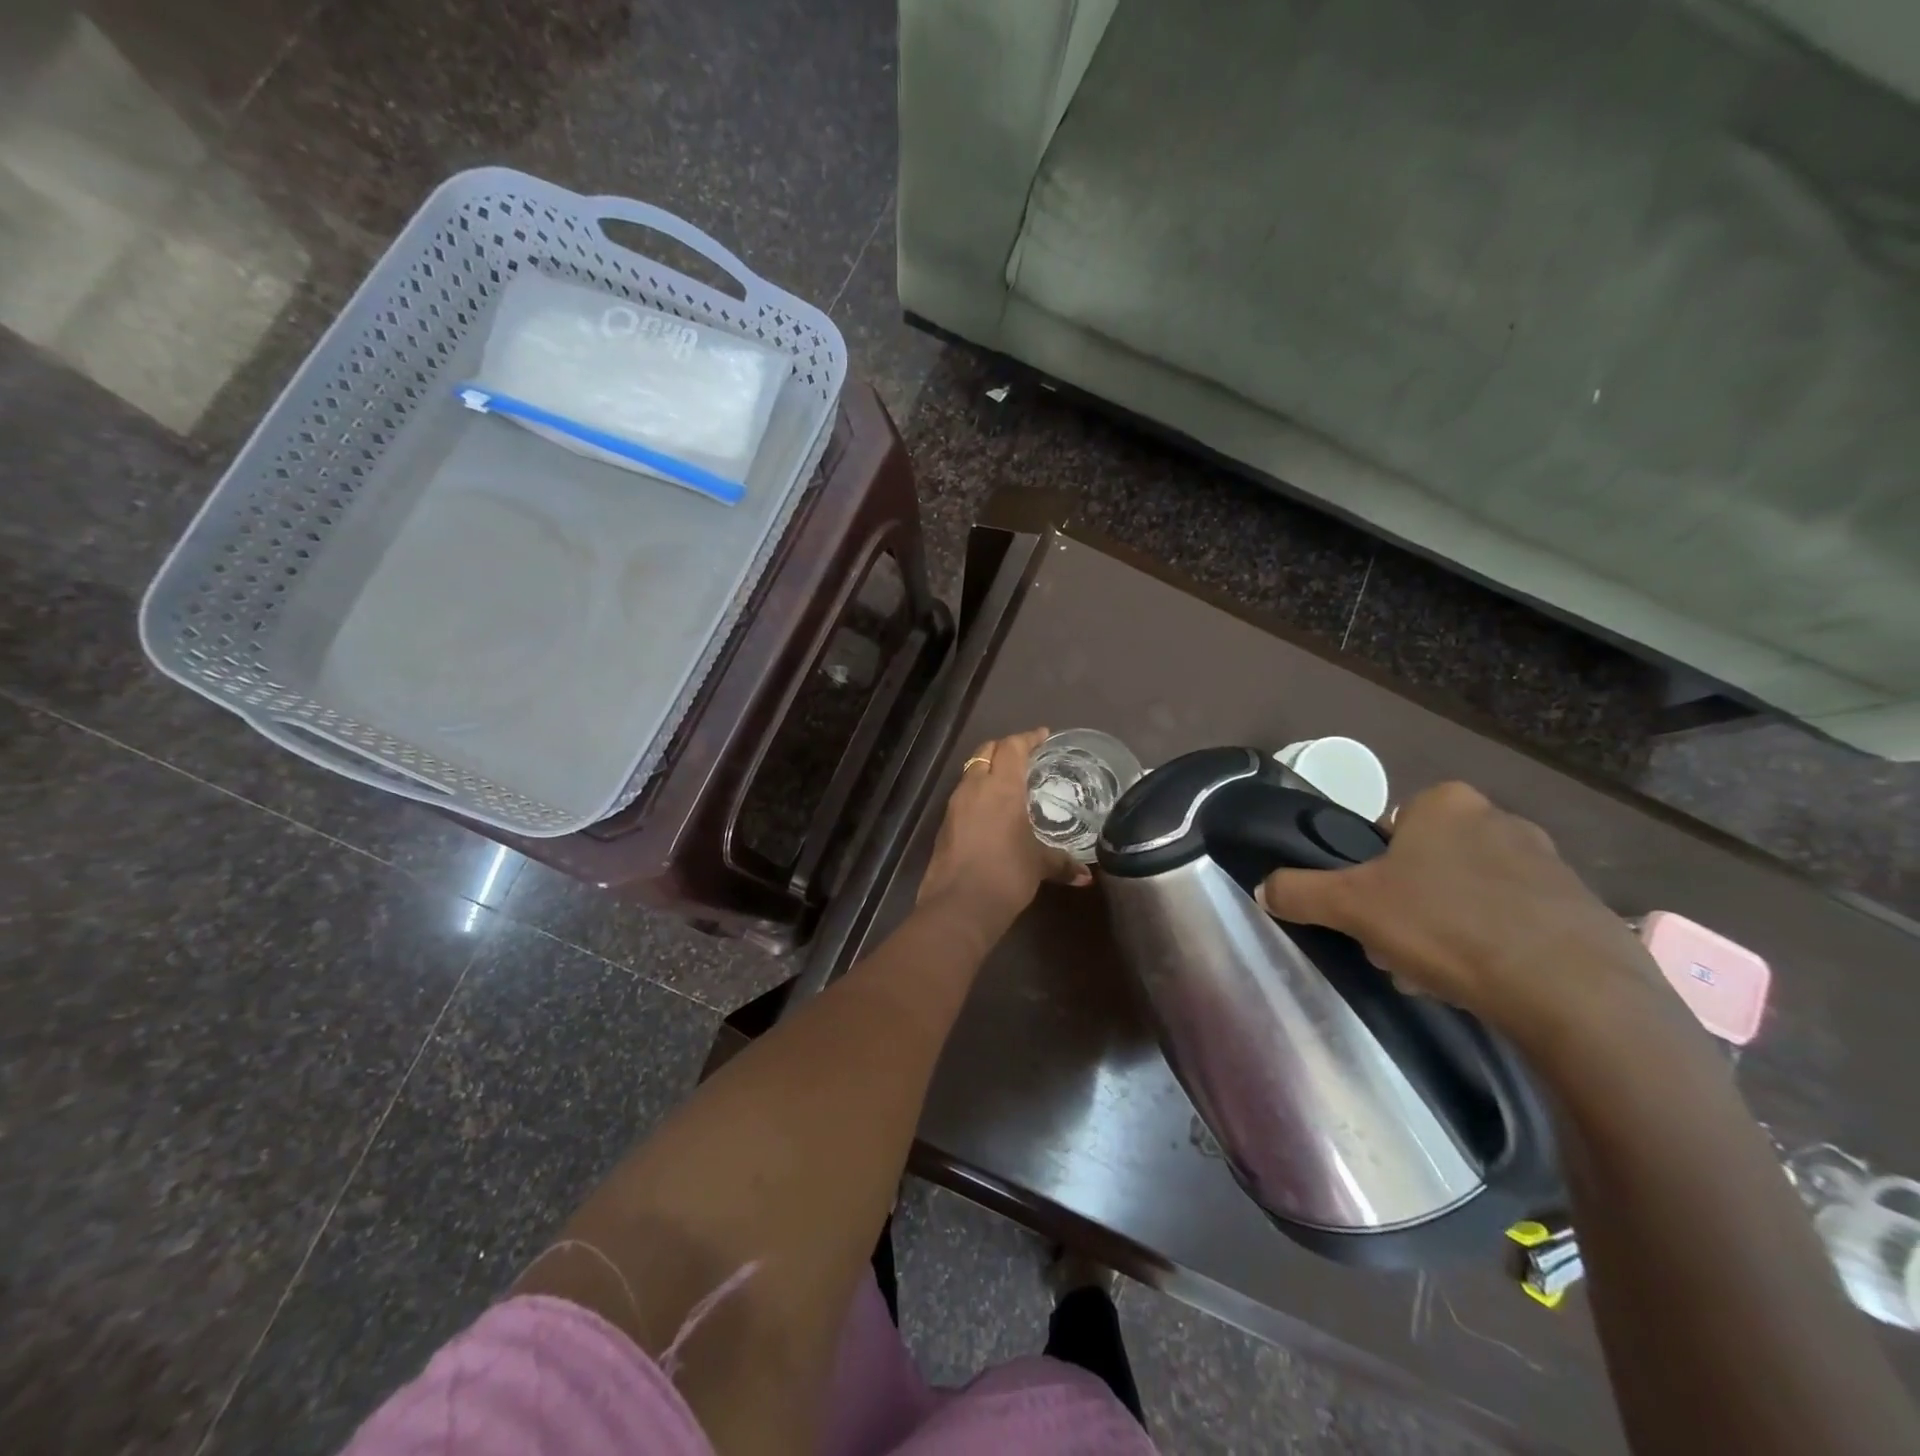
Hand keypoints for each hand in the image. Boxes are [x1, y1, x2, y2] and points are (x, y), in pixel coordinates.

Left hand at [917, 728, 1092, 925]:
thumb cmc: (1006, 874)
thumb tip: (1086, 876)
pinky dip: (978, 794)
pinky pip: (963, 797)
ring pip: (971, 773)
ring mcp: (954, 806)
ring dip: (988, 770)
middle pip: (986, 752)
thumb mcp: (1039, 865)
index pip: (1012, 747)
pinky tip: (991, 811)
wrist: (958, 906)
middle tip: (1025, 755)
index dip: (1027, 738)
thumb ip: (1062, 863)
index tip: (1042, 736)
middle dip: (1005, 748)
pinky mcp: (944, 825)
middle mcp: (974, 788)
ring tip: (1009, 782)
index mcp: (1000, 787)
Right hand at [1256, 782, 1659, 1038]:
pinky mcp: (1584, 909)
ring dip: (1447, 926)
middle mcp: (1500, 819)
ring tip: (1440, 974)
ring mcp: (1551, 863)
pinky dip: (1495, 945)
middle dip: (1408, 903)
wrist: (1574, 993)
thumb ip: (1301, 891)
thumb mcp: (1352, 907)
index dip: (1372, 872)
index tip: (1372, 912)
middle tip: (1398, 946)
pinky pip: (1518, 921)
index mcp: (1445, 803)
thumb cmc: (1448, 927)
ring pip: (1470, 893)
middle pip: (1428, 863)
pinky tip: (1487, 983)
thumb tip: (1263, 888)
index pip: (1389, 830)